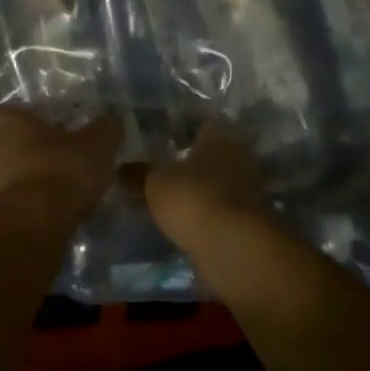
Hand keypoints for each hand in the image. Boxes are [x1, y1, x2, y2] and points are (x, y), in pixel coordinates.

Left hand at [0, 107, 121, 223]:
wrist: (30, 225)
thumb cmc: (61, 173)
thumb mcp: (96, 147)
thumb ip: (105, 130)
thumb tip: (113, 118)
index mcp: (9, 123)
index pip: (1, 111)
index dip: (13, 119)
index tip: (30, 129)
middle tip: (2, 153)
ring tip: (8, 189)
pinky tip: (12, 216)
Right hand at [123, 119, 264, 249]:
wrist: (233, 246)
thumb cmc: (192, 198)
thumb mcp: (154, 184)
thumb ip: (138, 174)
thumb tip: (120, 167)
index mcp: (219, 137)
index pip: (204, 123)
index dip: (183, 129)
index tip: (164, 138)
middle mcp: (239, 157)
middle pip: (214, 153)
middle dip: (193, 162)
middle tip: (165, 169)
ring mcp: (249, 189)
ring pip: (220, 181)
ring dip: (202, 188)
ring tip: (173, 197)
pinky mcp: (249, 218)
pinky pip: (223, 207)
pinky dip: (209, 211)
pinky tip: (188, 219)